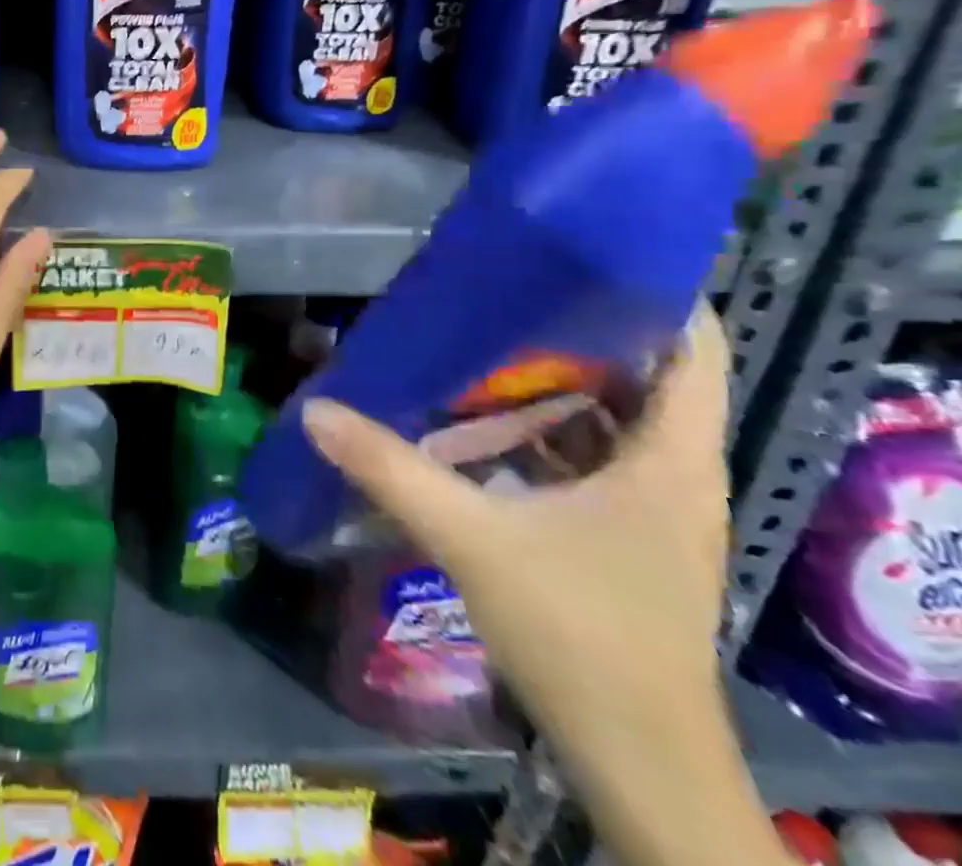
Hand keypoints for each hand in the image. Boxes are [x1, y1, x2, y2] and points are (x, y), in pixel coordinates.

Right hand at [303, 305, 740, 805]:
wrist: (636, 759)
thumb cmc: (579, 634)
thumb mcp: (472, 539)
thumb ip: (390, 468)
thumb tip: (316, 408)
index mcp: (671, 457)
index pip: (695, 347)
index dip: (652, 291)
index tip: (577, 253)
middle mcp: (674, 471)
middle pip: (644, 372)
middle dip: (576, 327)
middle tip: (498, 288)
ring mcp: (654, 506)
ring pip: (613, 416)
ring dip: (556, 380)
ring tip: (483, 338)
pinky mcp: (626, 533)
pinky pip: (591, 454)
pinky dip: (545, 428)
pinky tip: (484, 420)